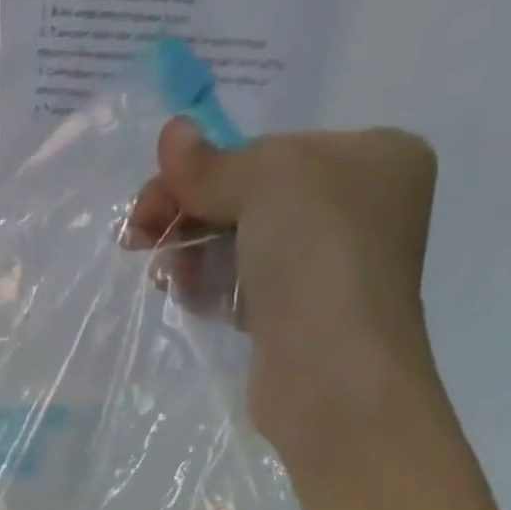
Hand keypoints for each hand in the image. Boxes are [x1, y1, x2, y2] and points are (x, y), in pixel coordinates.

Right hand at [127, 118, 440, 450]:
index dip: (208, 168)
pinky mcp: (294, 322)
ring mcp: (326, 272)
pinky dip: (209, 287)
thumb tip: (171, 133)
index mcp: (372, 158)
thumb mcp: (269, 182)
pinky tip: (181, 293)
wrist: (332, 376)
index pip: (271, 152)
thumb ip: (215, 163)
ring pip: (242, 247)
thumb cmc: (318, 259)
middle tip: (138, 232)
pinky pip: (242, 290)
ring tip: (163, 271)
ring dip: (193, 251)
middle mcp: (355, 211)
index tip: (153, 192)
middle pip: (252, 198)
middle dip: (192, 211)